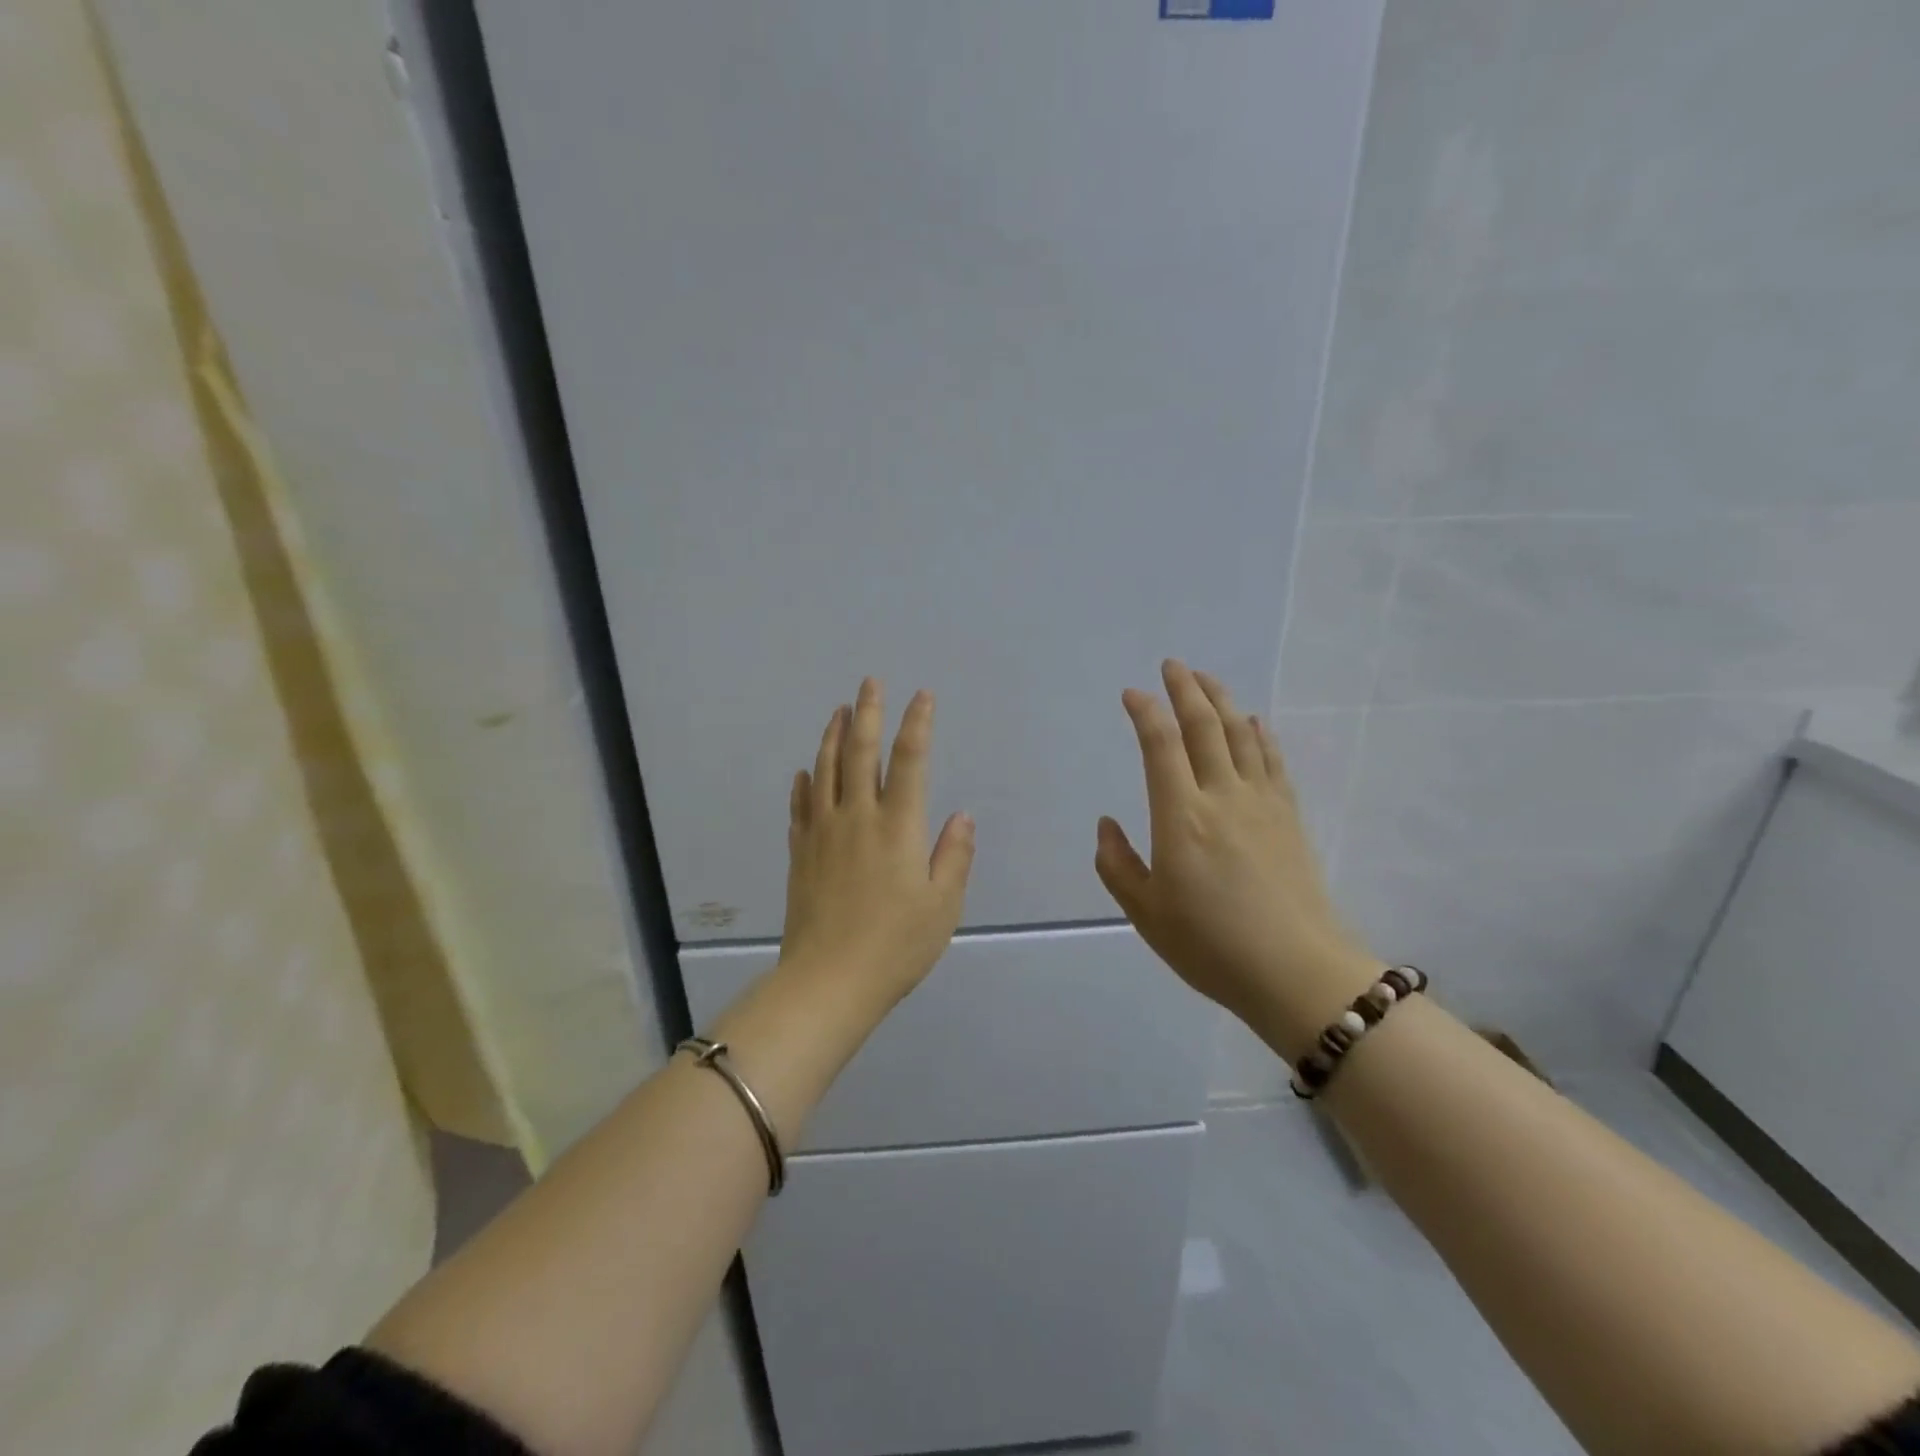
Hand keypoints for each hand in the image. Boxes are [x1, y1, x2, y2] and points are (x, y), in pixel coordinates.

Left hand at [778, 677, 974, 1012]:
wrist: (828, 981)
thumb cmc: (896, 945)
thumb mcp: (942, 905)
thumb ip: (954, 855)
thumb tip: (962, 815)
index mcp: (898, 827)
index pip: (909, 760)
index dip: (917, 724)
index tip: (922, 696)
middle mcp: (857, 817)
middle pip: (860, 753)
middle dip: (868, 713)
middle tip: (870, 683)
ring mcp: (822, 833)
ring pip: (825, 771)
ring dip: (833, 737)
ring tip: (839, 711)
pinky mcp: (799, 853)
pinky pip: (800, 807)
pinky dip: (804, 784)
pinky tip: (805, 772)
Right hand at [1094, 660, 1378, 1060]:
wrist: (1297, 972)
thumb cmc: (1211, 946)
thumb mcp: (1146, 913)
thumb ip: (1118, 864)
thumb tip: (1107, 823)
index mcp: (1181, 817)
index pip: (1160, 745)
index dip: (1145, 712)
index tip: (1132, 694)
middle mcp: (1222, 796)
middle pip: (1204, 726)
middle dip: (1186, 689)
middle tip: (1173, 665)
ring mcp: (1261, 803)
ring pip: (1241, 735)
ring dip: (1222, 701)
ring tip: (1206, 679)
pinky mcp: (1289, 816)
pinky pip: (1273, 761)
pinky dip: (1260, 734)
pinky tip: (1254, 722)